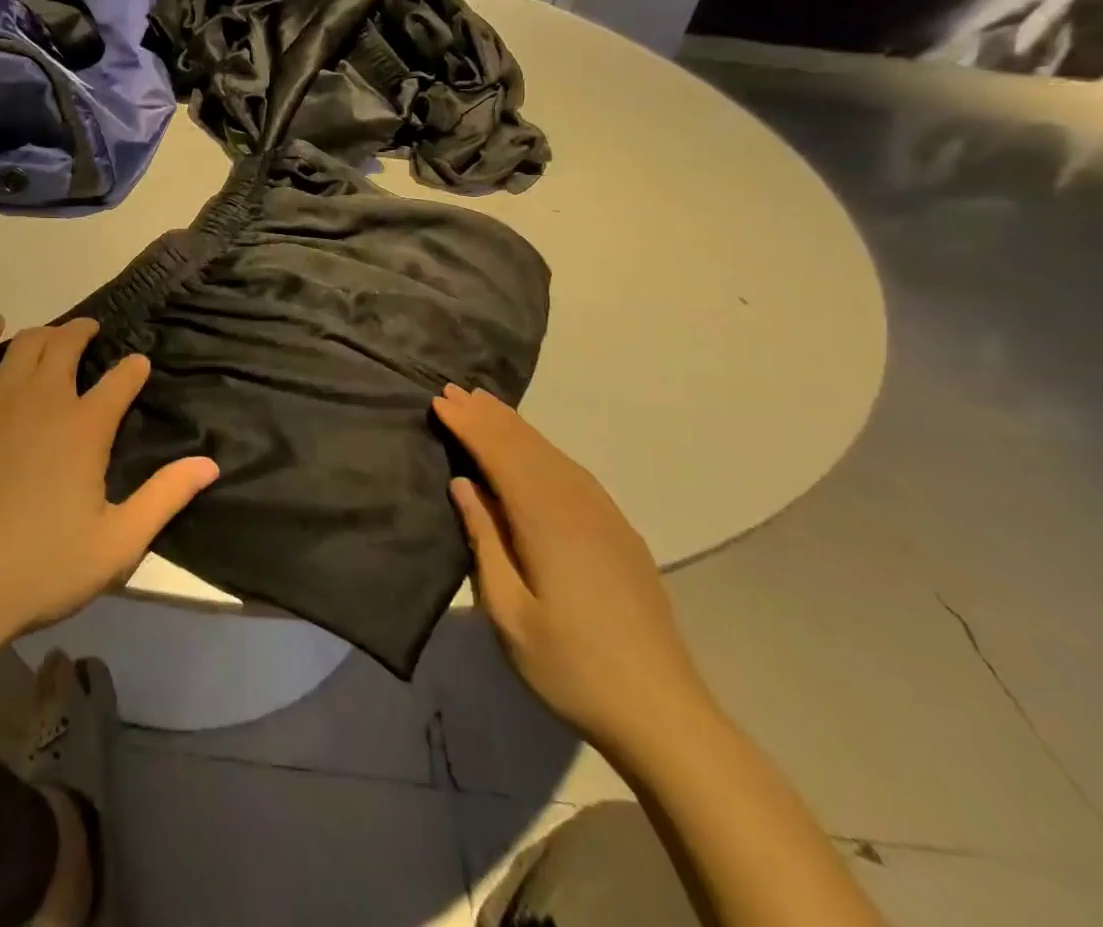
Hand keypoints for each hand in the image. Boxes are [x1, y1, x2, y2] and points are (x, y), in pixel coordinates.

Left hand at [0, 316, 218, 643]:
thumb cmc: (37, 570)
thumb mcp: (116, 544)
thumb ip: (165, 498)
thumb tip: (210, 463)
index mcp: (85, 427)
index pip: (120, 380)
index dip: (134, 369)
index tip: (139, 366)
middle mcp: (43, 399)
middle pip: (67, 345)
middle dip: (85, 333)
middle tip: (93, 335)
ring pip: (26, 344)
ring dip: (46, 333)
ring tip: (55, 336)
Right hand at [436, 385, 715, 757]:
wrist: (662, 712)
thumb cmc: (571, 666)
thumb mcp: (508, 612)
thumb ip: (484, 540)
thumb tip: (464, 484)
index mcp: (546, 519)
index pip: (500, 454)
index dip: (469, 425)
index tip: (440, 400)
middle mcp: (577, 503)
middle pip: (526, 445)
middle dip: (488, 416)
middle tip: (455, 390)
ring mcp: (604, 515)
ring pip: (551, 453)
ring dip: (514, 427)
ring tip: (486, 405)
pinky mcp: (619, 530)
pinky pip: (571, 471)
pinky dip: (543, 448)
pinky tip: (533, 449)